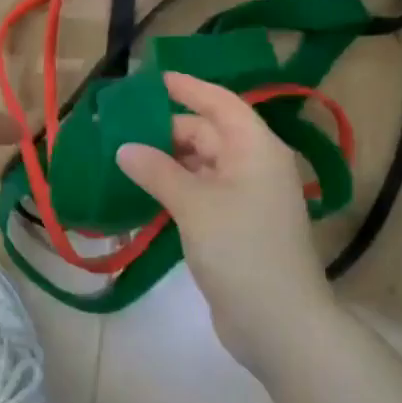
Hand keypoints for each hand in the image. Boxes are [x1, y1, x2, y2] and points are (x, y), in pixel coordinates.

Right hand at [115, 72, 333, 371]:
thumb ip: (157, 172)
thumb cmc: (241, 249)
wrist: (279, 324)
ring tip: (124, 158)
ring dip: (167, 162)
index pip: (220, 103)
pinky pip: (201, 194)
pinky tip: (144, 194)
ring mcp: (246, 198)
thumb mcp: (195, 204)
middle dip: (167, 130)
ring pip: (202, 166)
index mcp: (256, 148)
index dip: (189, 88)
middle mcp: (254, 166)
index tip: (154, 79)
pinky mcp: (236, 226)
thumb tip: (124, 149)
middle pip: (208, 134)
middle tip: (122, 128)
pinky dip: (175, 189)